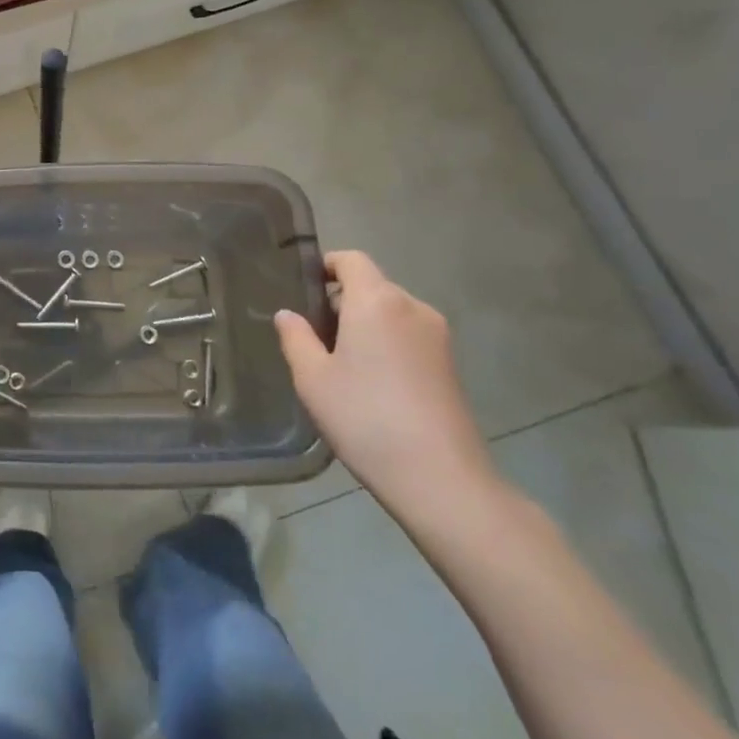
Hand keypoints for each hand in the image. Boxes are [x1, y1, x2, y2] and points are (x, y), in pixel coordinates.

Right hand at [276, 251, 498, 522]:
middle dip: (341, 300)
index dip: (325, 266)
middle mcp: (412, 307)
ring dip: (364, 323)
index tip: (303, 291)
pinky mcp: (450, 364)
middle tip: (313, 336)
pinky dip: (386, 343)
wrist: (440, 478)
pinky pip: (408, 335)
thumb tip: (288, 314)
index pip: (351, 260)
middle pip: (371, 285)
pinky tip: (372, 382)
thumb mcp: (312, 378)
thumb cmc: (365, 417)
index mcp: (376, 300)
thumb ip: (295, 337)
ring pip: (391, 312)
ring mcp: (437, 336)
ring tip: (341, 363)